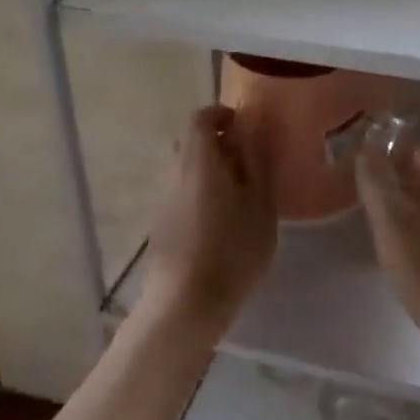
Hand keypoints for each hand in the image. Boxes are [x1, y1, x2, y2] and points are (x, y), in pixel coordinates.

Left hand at [141, 105, 277, 339]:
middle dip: (218, 143)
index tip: (245, 128)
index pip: (200, 117)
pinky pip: (180, 191)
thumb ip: (258, 161)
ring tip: (240, 196)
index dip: (222, 114)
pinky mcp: (159, 223)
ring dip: (209, 170)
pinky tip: (220, 221)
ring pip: (185, 168)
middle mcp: (172, 171)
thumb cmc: (232, 250)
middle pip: (190, 142)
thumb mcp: (260, 205)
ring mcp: (161, 198)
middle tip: (249, 163)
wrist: (185, 304)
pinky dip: (199, 192)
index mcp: (198, 159)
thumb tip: (254, 128)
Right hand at [356, 145, 419, 412]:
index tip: (354, 167)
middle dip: (389, 182)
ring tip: (368, 221)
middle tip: (355, 194)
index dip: (383, 155)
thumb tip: (365, 150)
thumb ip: (376, 181)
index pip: (415, 151)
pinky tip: (393, 249)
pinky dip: (411, 232)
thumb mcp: (393, 222)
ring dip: (399, 209)